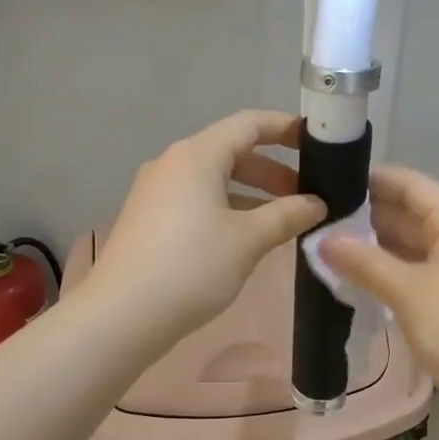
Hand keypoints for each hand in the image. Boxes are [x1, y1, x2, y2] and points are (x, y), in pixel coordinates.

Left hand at [90, 111, 325, 349]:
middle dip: (272, 171)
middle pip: (231, 152)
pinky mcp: (148, 219)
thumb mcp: (248, 241)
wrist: (121, 315)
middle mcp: (172, 164)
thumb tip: (316, 204)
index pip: (249, 124)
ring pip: (213, 180)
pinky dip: (226, 209)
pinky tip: (244, 238)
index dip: (286, 128)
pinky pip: (196, 201)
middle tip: (306, 196)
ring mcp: (156, 192)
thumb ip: (287, 215)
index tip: (317, 142)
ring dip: (251, 194)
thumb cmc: (191, 268)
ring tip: (282, 221)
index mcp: (197, 156)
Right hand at [320, 166, 438, 439]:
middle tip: (316, 219)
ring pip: (411, 247)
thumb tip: (322, 240)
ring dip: (374, 248)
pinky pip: (415, 275)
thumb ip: (363, 262)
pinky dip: (387, 274)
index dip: (371, 179)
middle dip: (366, 216)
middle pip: (410, 214)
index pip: (410, 184)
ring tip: (325, 247)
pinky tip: (353, 280)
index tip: (328, 181)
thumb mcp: (407, 290)